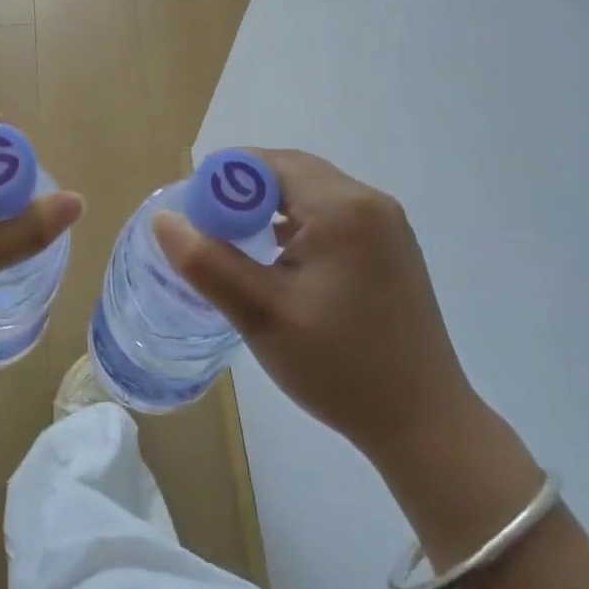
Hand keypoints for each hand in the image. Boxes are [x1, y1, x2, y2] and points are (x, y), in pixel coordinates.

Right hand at [153, 150, 479, 468]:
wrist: (424, 424)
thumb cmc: (338, 366)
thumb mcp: (260, 314)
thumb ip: (206, 261)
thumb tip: (163, 219)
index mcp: (342, 206)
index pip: (267, 164)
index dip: (221, 181)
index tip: (192, 215)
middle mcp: (370, 201)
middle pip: (290, 173)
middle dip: (243, 194)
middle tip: (207, 230)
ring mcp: (387, 224)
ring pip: (311, 193)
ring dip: (270, 208)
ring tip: (236, 246)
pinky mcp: (392, 249)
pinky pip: (333, 216)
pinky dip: (299, 225)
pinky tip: (280, 261)